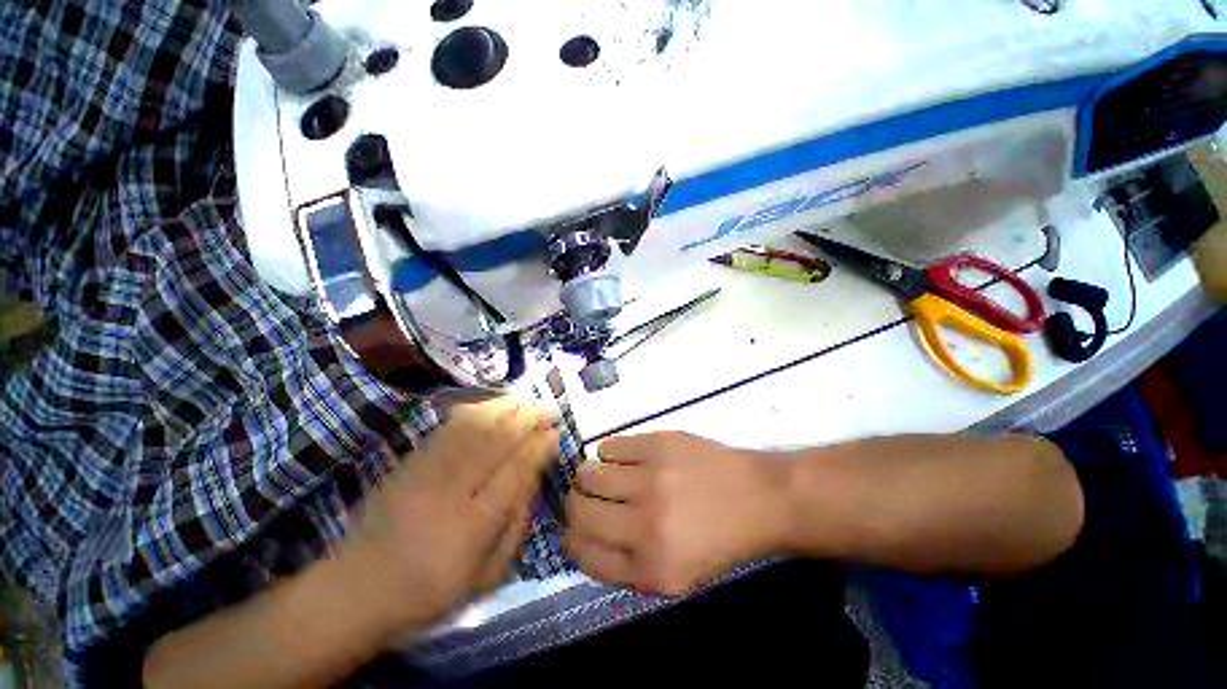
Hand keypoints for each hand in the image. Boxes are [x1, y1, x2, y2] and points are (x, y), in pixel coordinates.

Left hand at [342, 398, 559, 642]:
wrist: (355, 590)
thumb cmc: (430, 592)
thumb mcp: (487, 576)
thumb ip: (515, 526)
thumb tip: (534, 478)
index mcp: (472, 525)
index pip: (515, 472)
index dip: (538, 447)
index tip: (555, 432)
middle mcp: (450, 491)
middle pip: (496, 441)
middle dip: (528, 419)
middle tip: (549, 408)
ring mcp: (425, 472)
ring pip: (473, 427)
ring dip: (506, 409)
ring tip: (528, 401)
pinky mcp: (409, 462)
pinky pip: (449, 427)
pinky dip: (476, 411)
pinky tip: (493, 406)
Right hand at [563, 432, 791, 595]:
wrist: (757, 499)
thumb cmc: (716, 542)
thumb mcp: (673, 579)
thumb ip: (623, 566)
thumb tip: (579, 538)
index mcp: (649, 568)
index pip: (581, 552)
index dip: (571, 537)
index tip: (575, 528)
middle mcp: (645, 524)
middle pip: (577, 508)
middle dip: (574, 504)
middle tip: (586, 497)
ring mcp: (651, 478)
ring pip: (588, 472)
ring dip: (589, 476)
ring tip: (605, 476)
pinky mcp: (658, 443)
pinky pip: (609, 446)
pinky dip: (608, 454)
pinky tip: (624, 459)